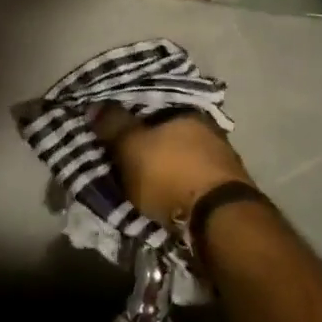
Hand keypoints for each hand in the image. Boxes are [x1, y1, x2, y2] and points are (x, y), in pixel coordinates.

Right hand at [93, 106, 254, 227]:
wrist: (219, 216)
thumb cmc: (170, 173)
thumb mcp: (131, 147)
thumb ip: (113, 125)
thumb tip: (95, 105)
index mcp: (185, 111)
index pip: (152, 107)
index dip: (131, 118)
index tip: (114, 131)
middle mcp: (207, 127)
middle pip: (169, 132)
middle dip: (149, 145)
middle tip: (126, 159)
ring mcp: (221, 157)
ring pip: (183, 155)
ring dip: (166, 166)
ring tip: (144, 182)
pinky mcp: (227, 186)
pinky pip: (193, 178)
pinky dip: (179, 184)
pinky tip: (168, 195)